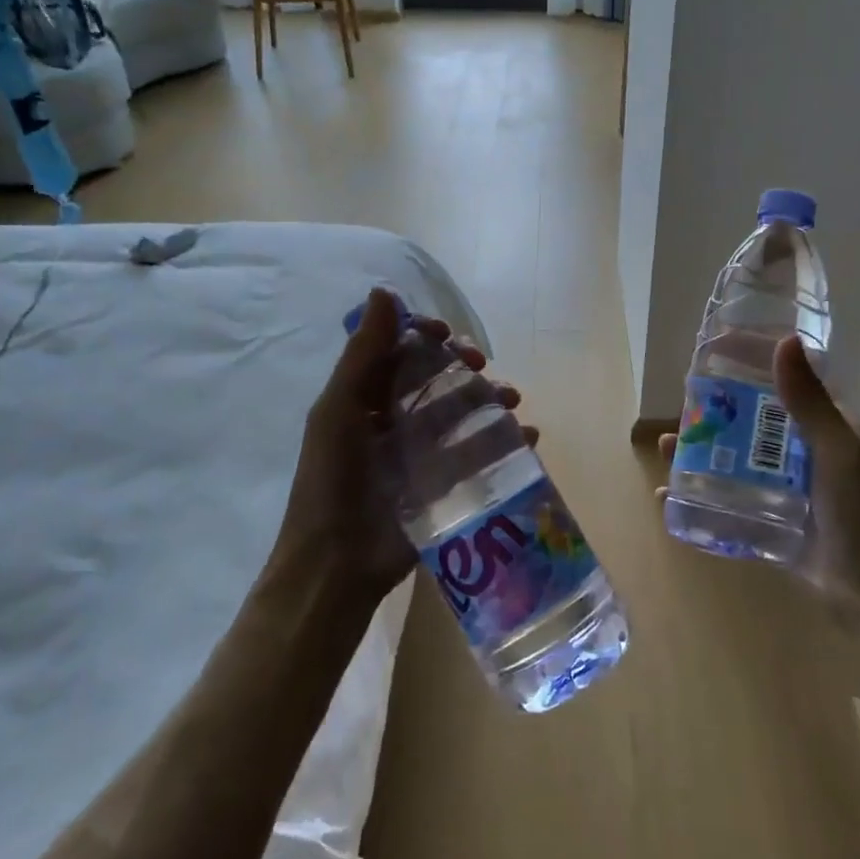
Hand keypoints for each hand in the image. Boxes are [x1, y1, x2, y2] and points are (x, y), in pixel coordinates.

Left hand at [272, 288, 535, 603]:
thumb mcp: (339, 411)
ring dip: (491, 398)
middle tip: (481, 366)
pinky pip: (481, 453)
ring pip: (464, 412)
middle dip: (464, 366)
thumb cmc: (332, 481)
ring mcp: (422, 453)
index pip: (400, 352)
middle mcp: (394, 420)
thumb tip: (383, 291)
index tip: (447, 334)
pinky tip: (527, 436)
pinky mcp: (445, 484)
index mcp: (364, 399)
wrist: (336, 566)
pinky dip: (507, 440)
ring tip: (512, 401)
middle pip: (437, 379)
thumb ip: (362, 354)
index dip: (424, 336)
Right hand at [659, 336, 859, 616]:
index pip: (784, 386)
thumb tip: (784, 340)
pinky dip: (700, 495)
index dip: (752, 367)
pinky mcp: (769, 521)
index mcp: (825, 429)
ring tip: (665, 447)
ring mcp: (784, 489)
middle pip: (751, 423)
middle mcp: (802, 454)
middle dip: (715, 413)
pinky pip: (728, 501)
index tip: (714, 354)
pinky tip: (669, 493)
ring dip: (700, 452)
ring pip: (734, 460)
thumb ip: (809, 402)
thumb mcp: (837, 451)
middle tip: (680, 406)